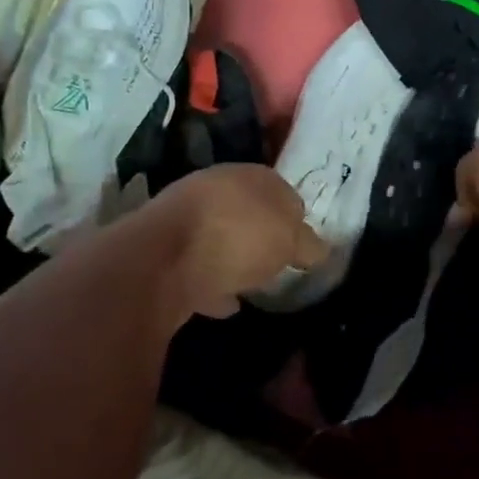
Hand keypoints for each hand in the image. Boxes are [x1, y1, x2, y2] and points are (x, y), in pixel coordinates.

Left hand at [146, 164, 329, 317]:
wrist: (163, 261)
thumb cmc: (239, 236)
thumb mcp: (290, 241)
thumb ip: (307, 244)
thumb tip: (317, 249)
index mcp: (250, 175)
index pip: (280, 190)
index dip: (294, 217)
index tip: (302, 243)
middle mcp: (215, 188)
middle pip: (246, 212)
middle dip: (260, 234)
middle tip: (277, 261)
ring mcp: (183, 218)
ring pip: (217, 237)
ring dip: (232, 258)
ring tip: (251, 284)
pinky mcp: (161, 252)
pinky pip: (196, 268)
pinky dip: (211, 284)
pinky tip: (224, 304)